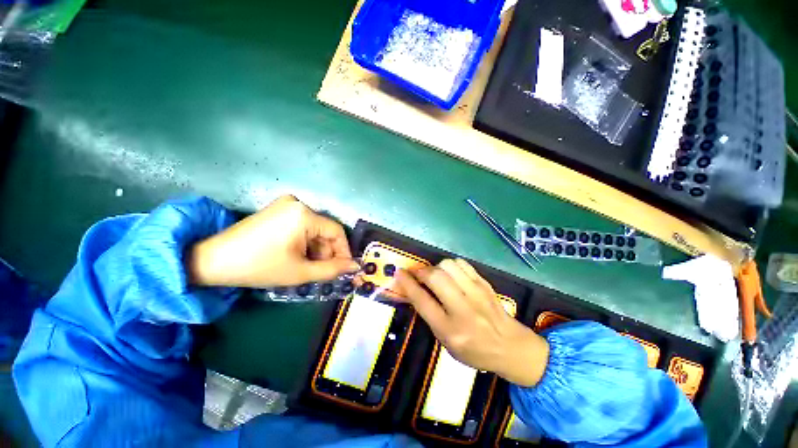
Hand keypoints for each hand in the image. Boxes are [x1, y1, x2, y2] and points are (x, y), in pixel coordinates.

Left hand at [187, 195, 359, 287]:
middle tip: (323, 271)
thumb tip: (355, 266)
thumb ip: (332, 270)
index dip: (343, 251)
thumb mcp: (300, 272)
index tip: (343, 268)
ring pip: (313, 229)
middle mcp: (298, 203)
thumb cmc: (259, 266)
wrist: (212, 260)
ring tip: (307, 265)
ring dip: (315, 248)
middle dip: (327, 252)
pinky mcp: (277, 209)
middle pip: (324, 230)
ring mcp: (286, 204)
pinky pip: (301, 226)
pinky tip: (296, 255)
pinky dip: (304, 241)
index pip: (337, 231)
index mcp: (304, 214)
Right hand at [395, 259, 548, 386]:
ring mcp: (476, 293)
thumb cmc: (474, 350)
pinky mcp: (484, 283)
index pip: (422, 300)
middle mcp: (463, 309)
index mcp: (450, 329)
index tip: (399, 273)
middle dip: (421, 271)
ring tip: (436, 275)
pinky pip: (462, 264)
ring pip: (448, 265)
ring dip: (436, 267)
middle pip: (435, 277)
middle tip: (418, 274)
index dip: (407, 283)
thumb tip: (415, 290)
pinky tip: (451, 274)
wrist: (511, 346)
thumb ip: (430, 316)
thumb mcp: (446, 342)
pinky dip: (451, 265)